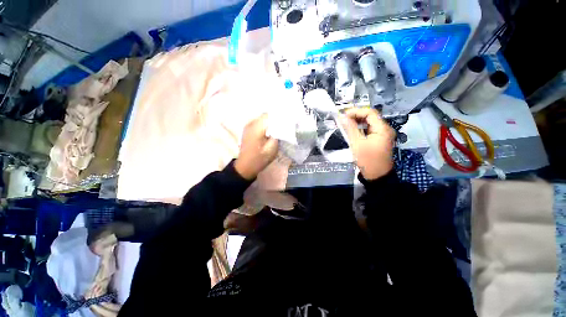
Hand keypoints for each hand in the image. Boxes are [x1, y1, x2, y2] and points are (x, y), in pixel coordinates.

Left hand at [235, 114, 278, 179]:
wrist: (245, 167)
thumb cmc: (259, 159)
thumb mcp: (272, 148)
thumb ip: (278, 134)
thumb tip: (283, 125)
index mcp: (257, 127)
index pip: (270, 115)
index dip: (280, 117)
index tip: (288, 122)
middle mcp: (251, 123)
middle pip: (266, 116)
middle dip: (276, 119)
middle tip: (284, 126)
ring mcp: (248, 126)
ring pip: (262, 119)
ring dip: (271, 122)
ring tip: (278, 129)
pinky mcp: (247, 130)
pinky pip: (259, 123)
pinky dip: (265, 125)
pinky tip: (270, 132)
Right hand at [340, 108, 395, 179]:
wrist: (377, 176)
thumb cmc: (368, 160)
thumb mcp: (357, 144)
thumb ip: (350, 129)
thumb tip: (342, 117)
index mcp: (382, 129)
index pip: (370, 112)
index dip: (356, 111)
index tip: (343, 116)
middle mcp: (385, 129)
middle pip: (370, 117)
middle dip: (356, 116)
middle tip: (342, 120)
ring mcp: (383, 134)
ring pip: (369, 123)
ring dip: (357, 122)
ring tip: (345, 125)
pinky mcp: (379, 140)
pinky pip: (369, 130)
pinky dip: (360, 129)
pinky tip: (352, 131)